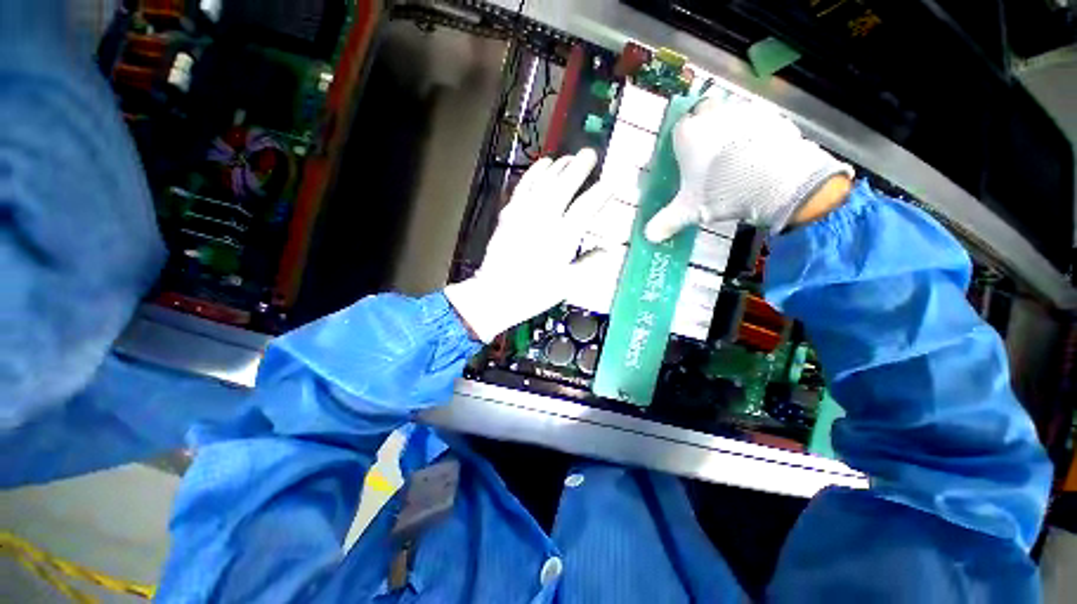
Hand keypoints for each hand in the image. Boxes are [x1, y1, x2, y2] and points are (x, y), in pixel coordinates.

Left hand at [445, 150, 609, 342]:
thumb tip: (608, 251)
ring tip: (569, 158)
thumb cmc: (534, 293)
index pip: (585, 208)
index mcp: (561, 239)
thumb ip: (589, 264)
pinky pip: (522, 188)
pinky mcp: (509, 215)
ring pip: (543, 183)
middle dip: (579, 168)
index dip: (601, 193)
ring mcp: (524, 215)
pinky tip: (541, 166)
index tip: (612, 182)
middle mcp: (544, 221)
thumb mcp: (567, 285)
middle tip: (590, 154)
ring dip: (558, 167)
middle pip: (564, 187)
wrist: (496, 294)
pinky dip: (533, 174)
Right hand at [644, 98, 853, 241]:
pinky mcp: (770, 116)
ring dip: (733, 127)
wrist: (770, 179)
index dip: (684, 138)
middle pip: (706, 110)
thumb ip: (666, 222)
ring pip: (733, 113)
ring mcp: (743, 112)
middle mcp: (712, 116)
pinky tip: (760, 152)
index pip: (680, 127)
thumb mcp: (687, 212)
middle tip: (712, 148)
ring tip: (737, 153)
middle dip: (708, 123)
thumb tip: (649, 237)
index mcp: (687, 135)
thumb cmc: (718, 191)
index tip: (688, 152)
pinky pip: (759, 120)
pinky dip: (758, 132)